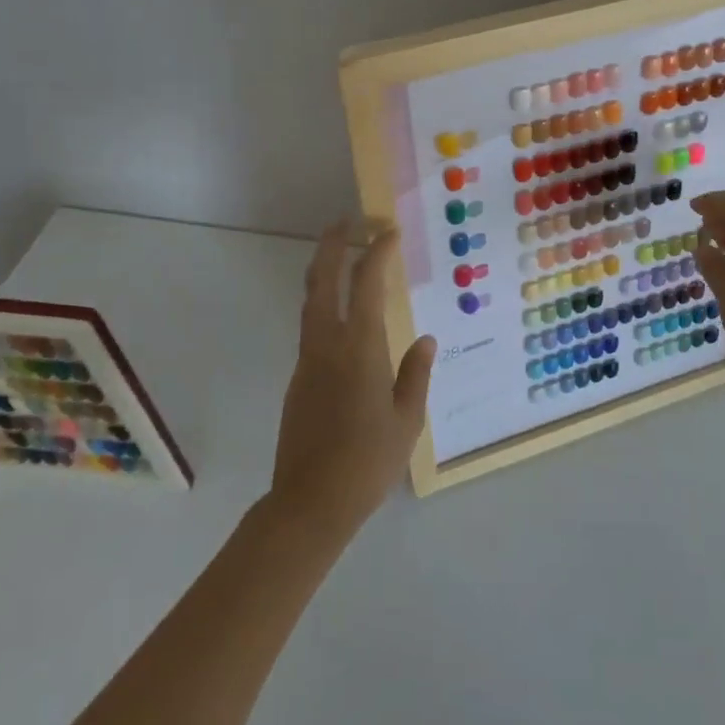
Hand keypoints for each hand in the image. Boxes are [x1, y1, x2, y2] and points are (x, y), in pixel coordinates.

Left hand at [269, 222, 435, 541]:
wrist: (309, 503)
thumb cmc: (367, 461)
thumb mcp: (407, 419)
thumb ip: (416, 373)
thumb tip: (425, 339)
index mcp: (359, 346)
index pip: (367, 282)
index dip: (377, 251)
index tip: (389, 232)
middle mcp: (327, 343)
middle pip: (323, 278)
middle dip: (332, 244)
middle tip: (346, 221)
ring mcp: (307, 359)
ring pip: (311, 301)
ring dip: (324, 270)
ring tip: (341, 256)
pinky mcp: (299, 378)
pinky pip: (311, 326)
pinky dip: (324, 304)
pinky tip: (343, 317)